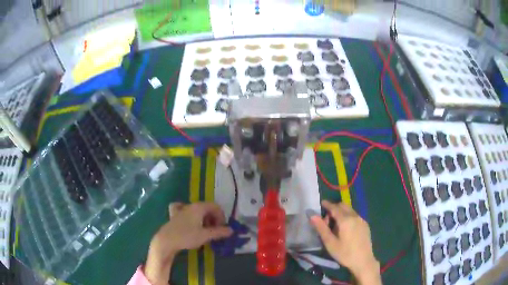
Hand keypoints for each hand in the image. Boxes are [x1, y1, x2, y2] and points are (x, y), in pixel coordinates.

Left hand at [145, 202, 232, 284]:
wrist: (166, 240)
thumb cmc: (187, 236)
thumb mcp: (205, 235)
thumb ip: (219, 232)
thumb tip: (231, 230)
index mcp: (199, 207)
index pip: (215, 206)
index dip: (221, 216)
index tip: (222, 228)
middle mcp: (191, 205)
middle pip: (206, 208)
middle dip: (213, 218)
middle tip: (215, 230)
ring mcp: (181, 209)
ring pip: (196, 209)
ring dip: (204, 218)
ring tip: (204, 229)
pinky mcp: (174, 215)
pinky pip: (183, 209)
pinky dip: (189, 213)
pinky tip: (188, 218)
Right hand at [310, 201, 380, 284]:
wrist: (363, 261)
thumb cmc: (344, 253)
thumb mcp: (330, 243)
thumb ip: (321, 228)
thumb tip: (312, 215)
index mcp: (345, 220)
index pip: (334, 207)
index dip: (327, 204)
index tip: (321, 203)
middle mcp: (355, 216)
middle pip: (343, 206)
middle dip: (334, 208)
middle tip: (327, 220)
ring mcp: (362, 220)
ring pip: (350, 210)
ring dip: (341, 212)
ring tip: (335, 226)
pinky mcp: (365, 225)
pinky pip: (355, 216)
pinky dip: (348, 216)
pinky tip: (345, 229)